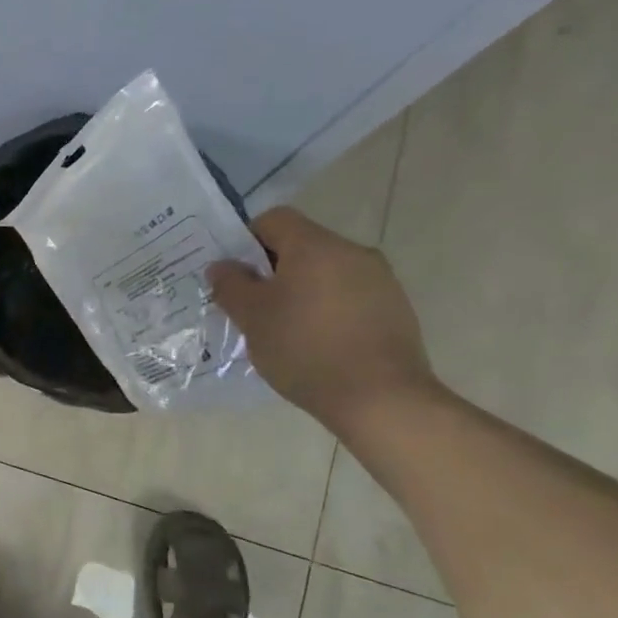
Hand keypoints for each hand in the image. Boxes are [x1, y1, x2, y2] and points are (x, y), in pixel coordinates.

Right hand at [207, 208, 434, 432]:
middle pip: (301, 245)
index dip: (246, 240)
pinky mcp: (396, 309)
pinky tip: (316, 343)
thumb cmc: (304, 348)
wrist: (380, 398)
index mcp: (315, 246)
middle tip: (251, 305)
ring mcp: (380, 280)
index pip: (273, 219)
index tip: (234, 274)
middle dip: (272, 269)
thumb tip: (222, 266)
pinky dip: (326, 308)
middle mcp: (352, 252)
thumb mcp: (251, 318)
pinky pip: (349, 295)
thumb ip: (231, 285)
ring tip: (283, 328)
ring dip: (300, 289)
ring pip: (326, 271)